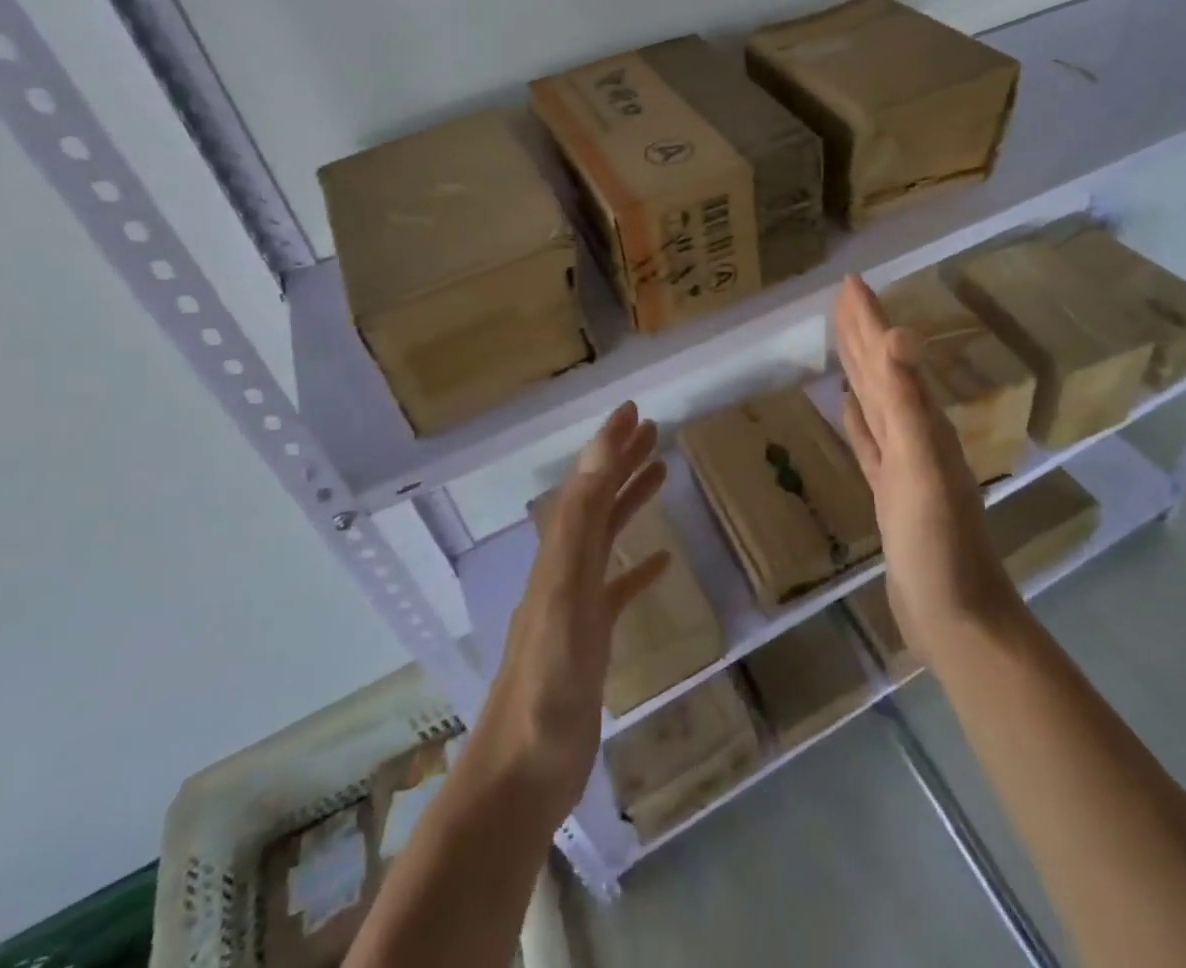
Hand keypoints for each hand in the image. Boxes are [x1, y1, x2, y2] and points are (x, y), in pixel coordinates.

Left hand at [472, 401, 670, 821]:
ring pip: (608, 538)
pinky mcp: (591, 641)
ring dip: (631, 502)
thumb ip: (580, 520)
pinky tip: (662, 561)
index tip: (634, 411)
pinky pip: (619, 590)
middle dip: (623, 462)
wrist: (523, 774)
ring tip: (663, 473)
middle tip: (655, 430)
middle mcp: (565, 569)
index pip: (588, 483)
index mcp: (560, 553)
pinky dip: (639, 568)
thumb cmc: (548, 679)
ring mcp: (577, 606)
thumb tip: (599, 450)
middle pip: (598, 502)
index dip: (609, 444)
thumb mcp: (566, 589)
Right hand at [833, 275, 1021, 670]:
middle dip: (862, 332)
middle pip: (881, 371)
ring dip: (860, 369)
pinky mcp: (890, 492)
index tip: (850, 282)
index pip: (887, 356)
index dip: (868, 318)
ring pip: (875, 401)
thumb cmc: (939, 544)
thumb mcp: (921, 466)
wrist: (958, 618)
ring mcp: (903, 464)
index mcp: (920, 421)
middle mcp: (914, 433)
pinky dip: (858, 421)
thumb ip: (908, 401)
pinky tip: (849, 408)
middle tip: (843, 297)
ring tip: (845, 342)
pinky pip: (870, 442)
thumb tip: (899, 333)